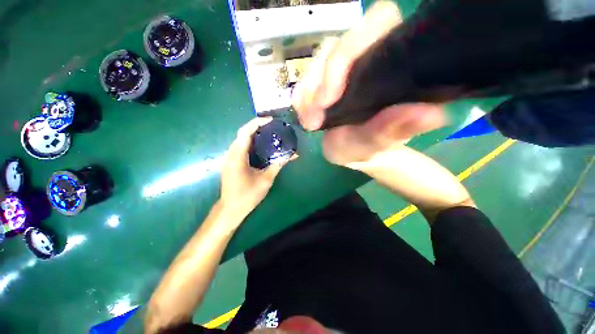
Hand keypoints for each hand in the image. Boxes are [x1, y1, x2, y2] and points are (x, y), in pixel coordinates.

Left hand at [220, 117, 293, 218]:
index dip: (257, 123)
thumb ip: (278, 165)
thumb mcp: (266, 180)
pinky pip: (240, 147)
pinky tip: (261, 146)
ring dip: (253, 134)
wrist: (231, 208)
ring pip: (240, 139)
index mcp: (237, 156)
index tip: (270, 120)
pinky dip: (250, 142)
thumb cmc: (248, 195)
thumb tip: (292, 155)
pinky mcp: (231, 162)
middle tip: (272, 126)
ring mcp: (229, 158)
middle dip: (256, 126)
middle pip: (242, 133)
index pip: (245, 132)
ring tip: (268, 133)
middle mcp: (231, 153)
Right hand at [292, 1, 444, 166]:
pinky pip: (306, 78)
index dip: (349, 50)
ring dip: (307, 91)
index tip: (331, 96)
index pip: (379, 23)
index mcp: (393, 65)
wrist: (353, 152)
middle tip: (314, 115)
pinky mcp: (325, 80)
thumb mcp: (377, 145)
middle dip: (320, 79)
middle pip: (339, 43)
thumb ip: (395, 131)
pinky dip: (301, 96)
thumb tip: (431, 113)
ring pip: (319, 60)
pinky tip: (304, 114)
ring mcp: (344, 68)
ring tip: (309, 122)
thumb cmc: (368, 150)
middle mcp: (368, 58)